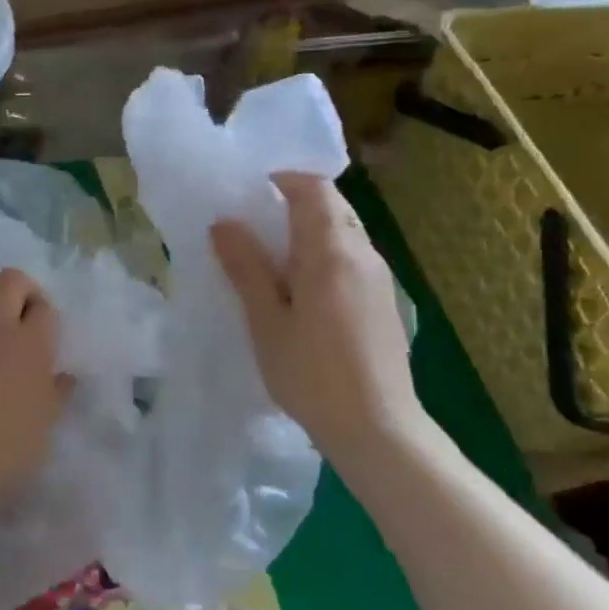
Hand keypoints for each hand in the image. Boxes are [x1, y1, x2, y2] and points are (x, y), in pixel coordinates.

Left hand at [0, 268, 71, 528]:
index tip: (44, 333)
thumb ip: (58, 390)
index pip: (43, 305)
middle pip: (8, 281)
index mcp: (31, 343)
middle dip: (19, 291)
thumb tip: (64, 375)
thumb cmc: (11, 447)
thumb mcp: (47, 420)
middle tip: (21, 319)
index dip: (45, 313)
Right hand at [211, 173, 422, 453]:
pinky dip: (324, 254)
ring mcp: (379, 277)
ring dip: (308, 231)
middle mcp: (363, 254)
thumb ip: (247, 269)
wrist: (378, 428)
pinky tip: (300, 290)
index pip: (314, 189)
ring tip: (270, 259)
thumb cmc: (312, 376)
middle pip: (332, 206)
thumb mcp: (267, 323)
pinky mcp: (384, 300)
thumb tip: (224, 223)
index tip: (248, 194)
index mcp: (332, 252)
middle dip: (293, 203)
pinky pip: (352, 257)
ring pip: (344, 232)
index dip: (282, 181)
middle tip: (253, 226)